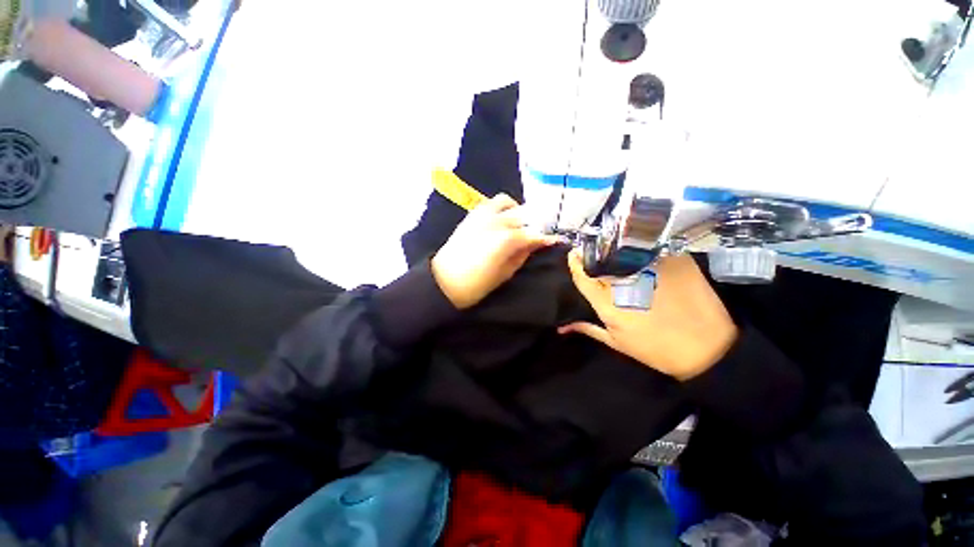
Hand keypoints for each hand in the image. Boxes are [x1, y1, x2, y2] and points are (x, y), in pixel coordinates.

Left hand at [431, 194, 560, 309]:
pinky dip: (501, 208)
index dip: (547, 237)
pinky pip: (490, 203)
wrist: (443, 281)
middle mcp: (496, 221)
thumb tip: (536, 244)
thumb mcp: (505, 273)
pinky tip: (503, 219)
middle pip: (524, 214)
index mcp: (507, 239)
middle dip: (535, 223)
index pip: (534, 234)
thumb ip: (522, 255)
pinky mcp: (472, 215)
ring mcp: (482, 214)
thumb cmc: (476, 285)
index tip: (556, 240)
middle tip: (539, 233)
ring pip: (506, 202)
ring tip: (519, 223)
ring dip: (517, 210)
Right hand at [560, 250, 737, 379]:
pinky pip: (652, 247)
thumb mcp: (617, 343)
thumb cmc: (657, 349)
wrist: (707, 349)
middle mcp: (626, 282)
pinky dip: (644, 249)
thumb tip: (562, 328)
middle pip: (601, 259)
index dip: (575, 262)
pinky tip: (645, 254)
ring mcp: (652, 268)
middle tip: (596, 254)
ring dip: (618, 249)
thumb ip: (588, 329)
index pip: (582, 275)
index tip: (574, 254)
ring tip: (620, 253)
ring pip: (624, 249)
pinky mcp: (675, 260)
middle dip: (594, 254)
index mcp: (608, 303)